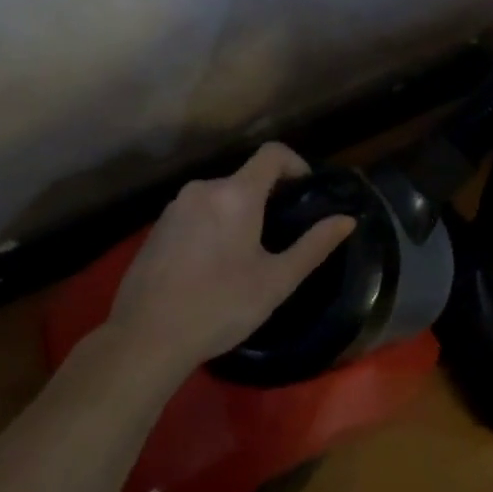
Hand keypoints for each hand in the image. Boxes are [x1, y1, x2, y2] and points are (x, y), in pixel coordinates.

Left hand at [107, 143, 355, 377]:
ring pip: (219, 196)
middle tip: (281, 234)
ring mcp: (175, 207)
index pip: (272, 153)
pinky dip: (213, 225)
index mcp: (236, 194)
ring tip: (247, 255)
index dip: (295, 164)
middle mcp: (204, 188)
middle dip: (267, 197)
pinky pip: (196, 212)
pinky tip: (213, 265)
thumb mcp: (276, 280)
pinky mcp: (157, 227)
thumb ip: (314, 246)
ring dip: (239, 213)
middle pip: (245, 177)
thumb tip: (347, 220)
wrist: (145, 338)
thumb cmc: (220, 306)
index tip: (306, 192)